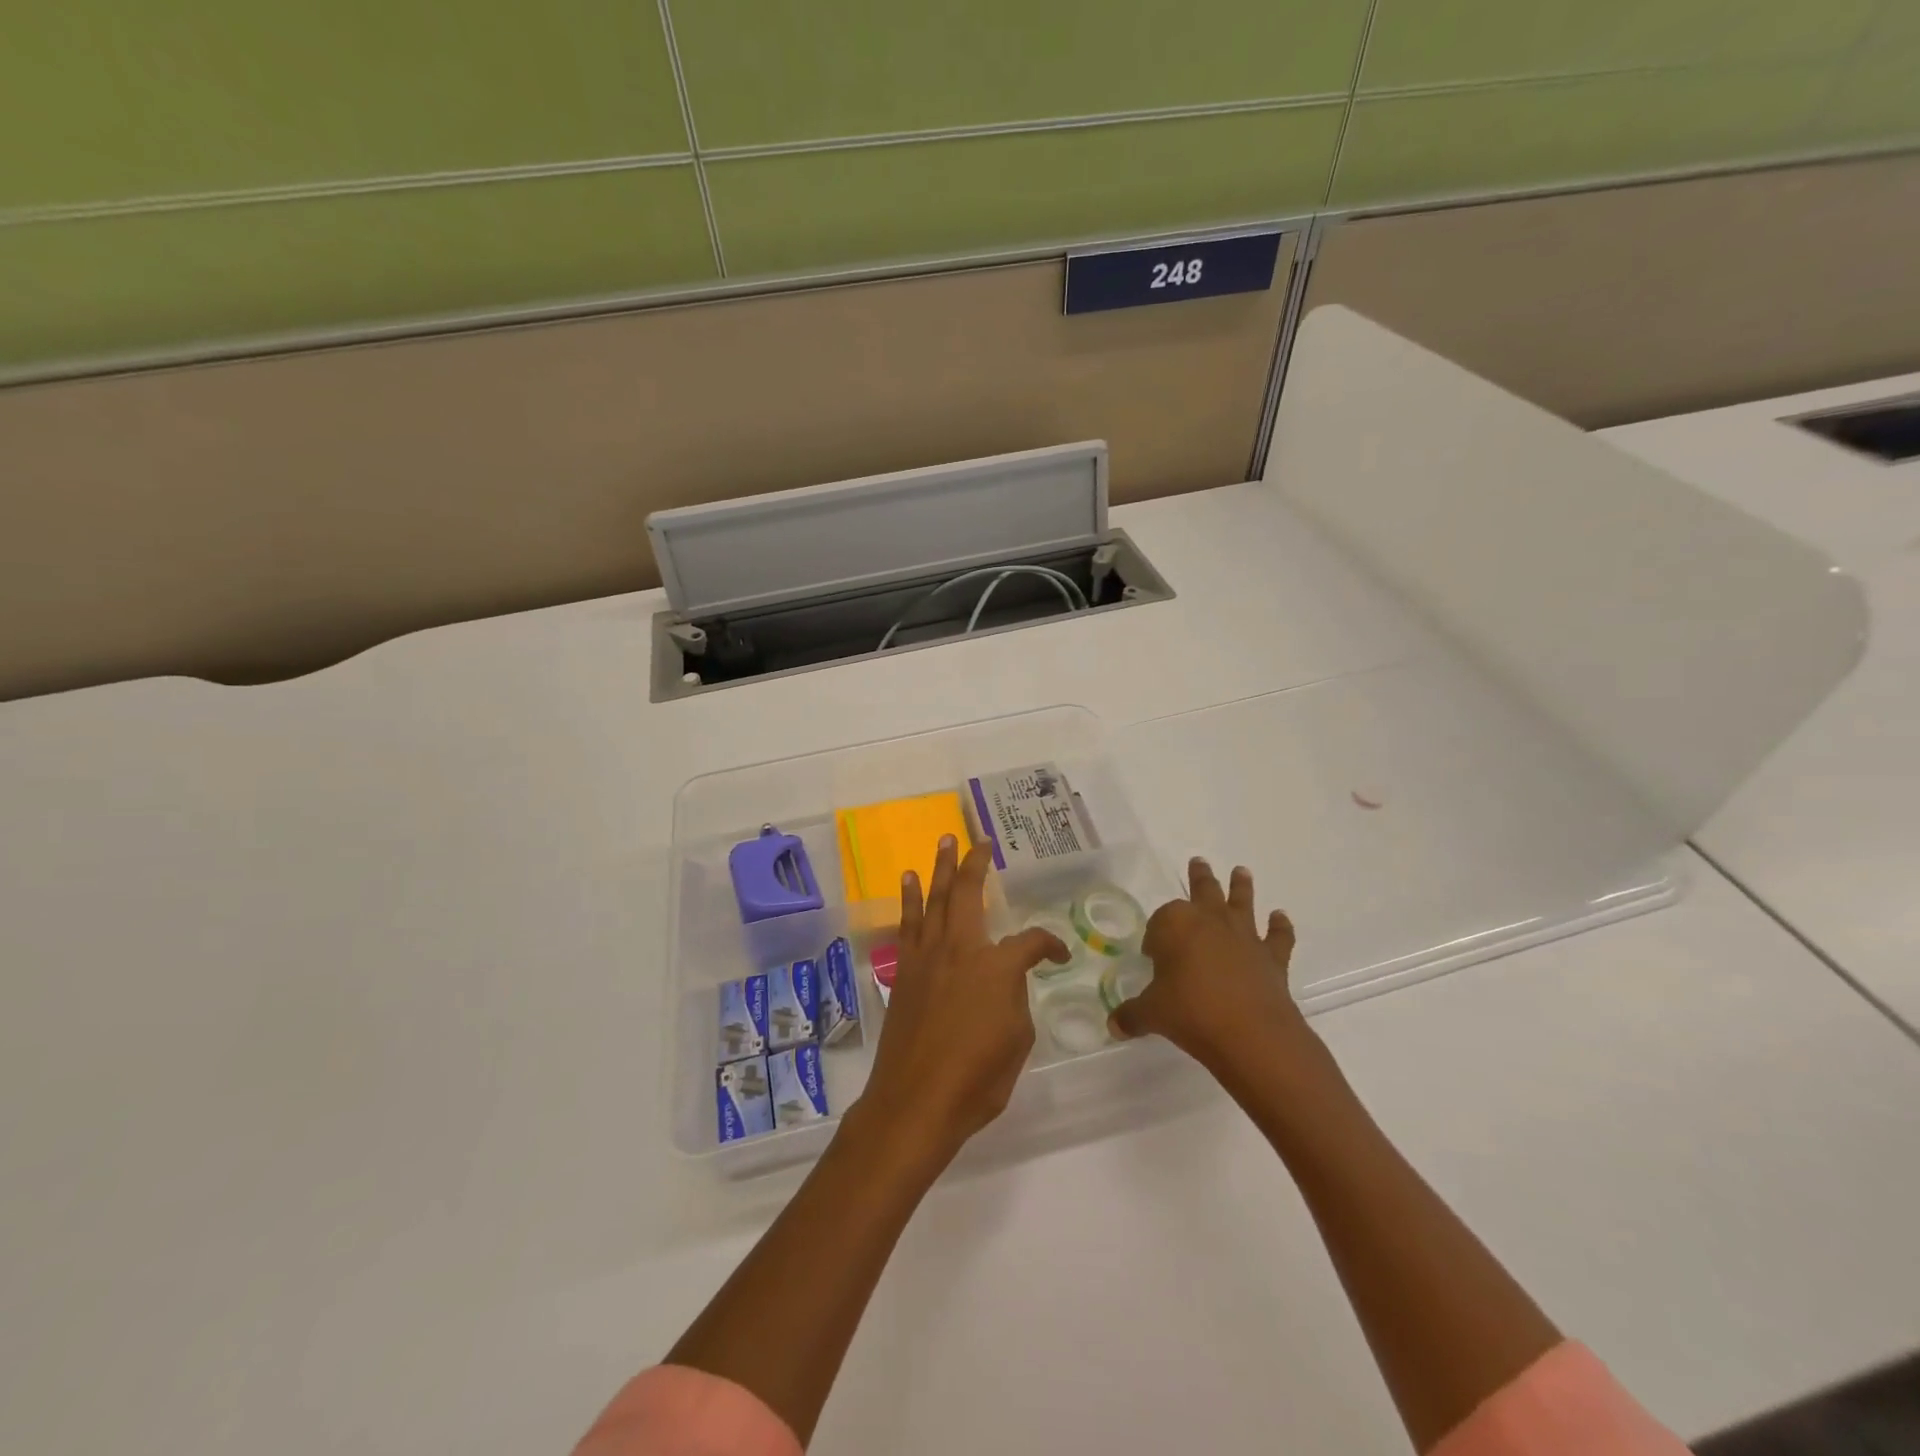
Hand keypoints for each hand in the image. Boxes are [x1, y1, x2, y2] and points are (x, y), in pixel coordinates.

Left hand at [853, 836, 1068, 1168]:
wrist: (916, 1101)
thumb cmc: (977, 1079)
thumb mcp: (1018, 1041)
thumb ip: (1015, 1000)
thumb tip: (1005, 984)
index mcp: (997, 967)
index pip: (1032, 942)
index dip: (1051, 946)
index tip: (1059, 956)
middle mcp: (961, 949)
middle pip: (968, 893)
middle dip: (975, 863)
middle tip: (979, 841)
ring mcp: (927, 957)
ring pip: (935, 900)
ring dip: (940, 868)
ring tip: (943, 842)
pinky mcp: (905, 971)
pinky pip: (908, 924)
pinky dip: (909, 899)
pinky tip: (909, 881)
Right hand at [1107, 858, 1312, 1074]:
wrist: (1251, 1033)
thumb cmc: (1191, 1012)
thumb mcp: (1152, 1014)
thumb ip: (1132, 1015)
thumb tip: (1115, 1025)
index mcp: (1176, 924)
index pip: (1160, 921)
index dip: (1155, 936)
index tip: (1152, 955)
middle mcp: (1210, 920)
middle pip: (1203, 891)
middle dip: (1199, 877)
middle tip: (1198, 862)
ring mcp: (1244, 936)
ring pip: (1241, 902)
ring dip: (1240, 886)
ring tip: (1242, 871)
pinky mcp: (1272, 957)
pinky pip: (1278, 936)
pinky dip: (1281, 926)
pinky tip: (1281, 917)